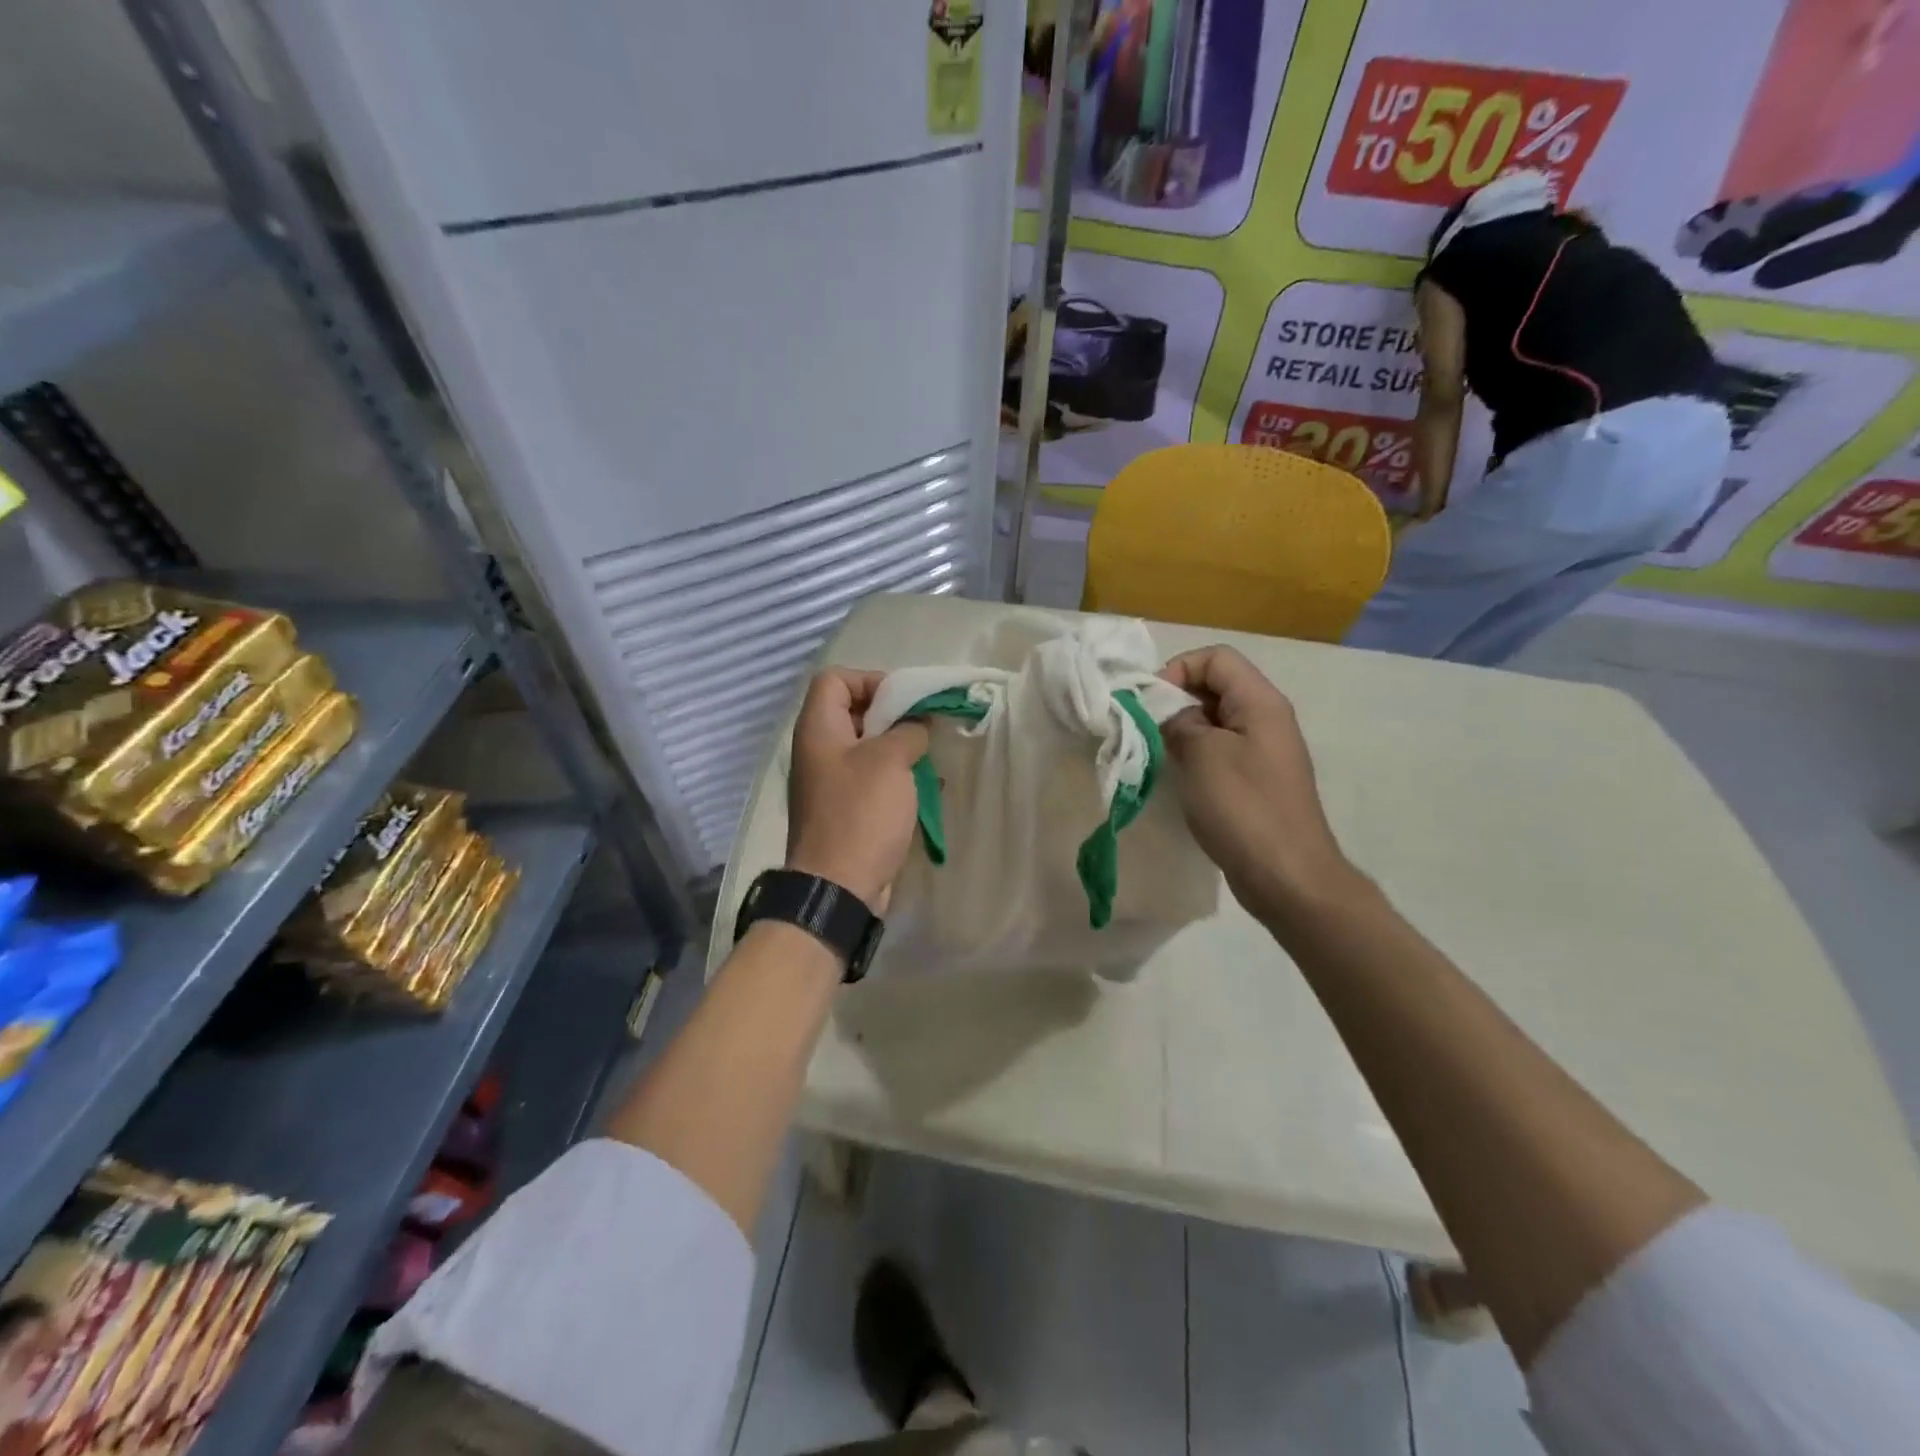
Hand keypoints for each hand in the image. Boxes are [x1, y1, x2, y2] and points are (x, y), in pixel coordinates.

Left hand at [786, 669, 929, 912]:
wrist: (839, 887)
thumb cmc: (861, 814)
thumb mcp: (891, 761)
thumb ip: (908, 730)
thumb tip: (917, 725)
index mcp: (818, 729)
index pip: (835, 679)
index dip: (870, 679)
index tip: (905, 700)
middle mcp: (818, 750)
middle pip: (853, 711)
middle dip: (893, 714)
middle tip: (923, 727)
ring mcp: (830, 782)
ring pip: (867, 747)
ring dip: (899, 748)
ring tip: (928, 757)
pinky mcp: (845, 810)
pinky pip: (871, 779)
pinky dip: (896, 777)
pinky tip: (925, 788)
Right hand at [1158, 646, 1363, 923]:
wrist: (1287, 875)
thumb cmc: (1243, 807)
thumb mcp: (1201, 755)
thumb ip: (1178, 722)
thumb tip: (1169, 714)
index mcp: (1260, 702)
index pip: (1216, 658)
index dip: (1178, 669)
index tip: (1151, 704)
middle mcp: (1266, 718)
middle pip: (1215, 686)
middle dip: (1176, 700)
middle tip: (1147, 730)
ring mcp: (1263, 751)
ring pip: (1214, 721)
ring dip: (1182, 730)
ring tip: (1158, 754)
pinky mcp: (1256, 781)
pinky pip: (1220, 751)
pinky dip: (1195, 756)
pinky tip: (1178, 778)